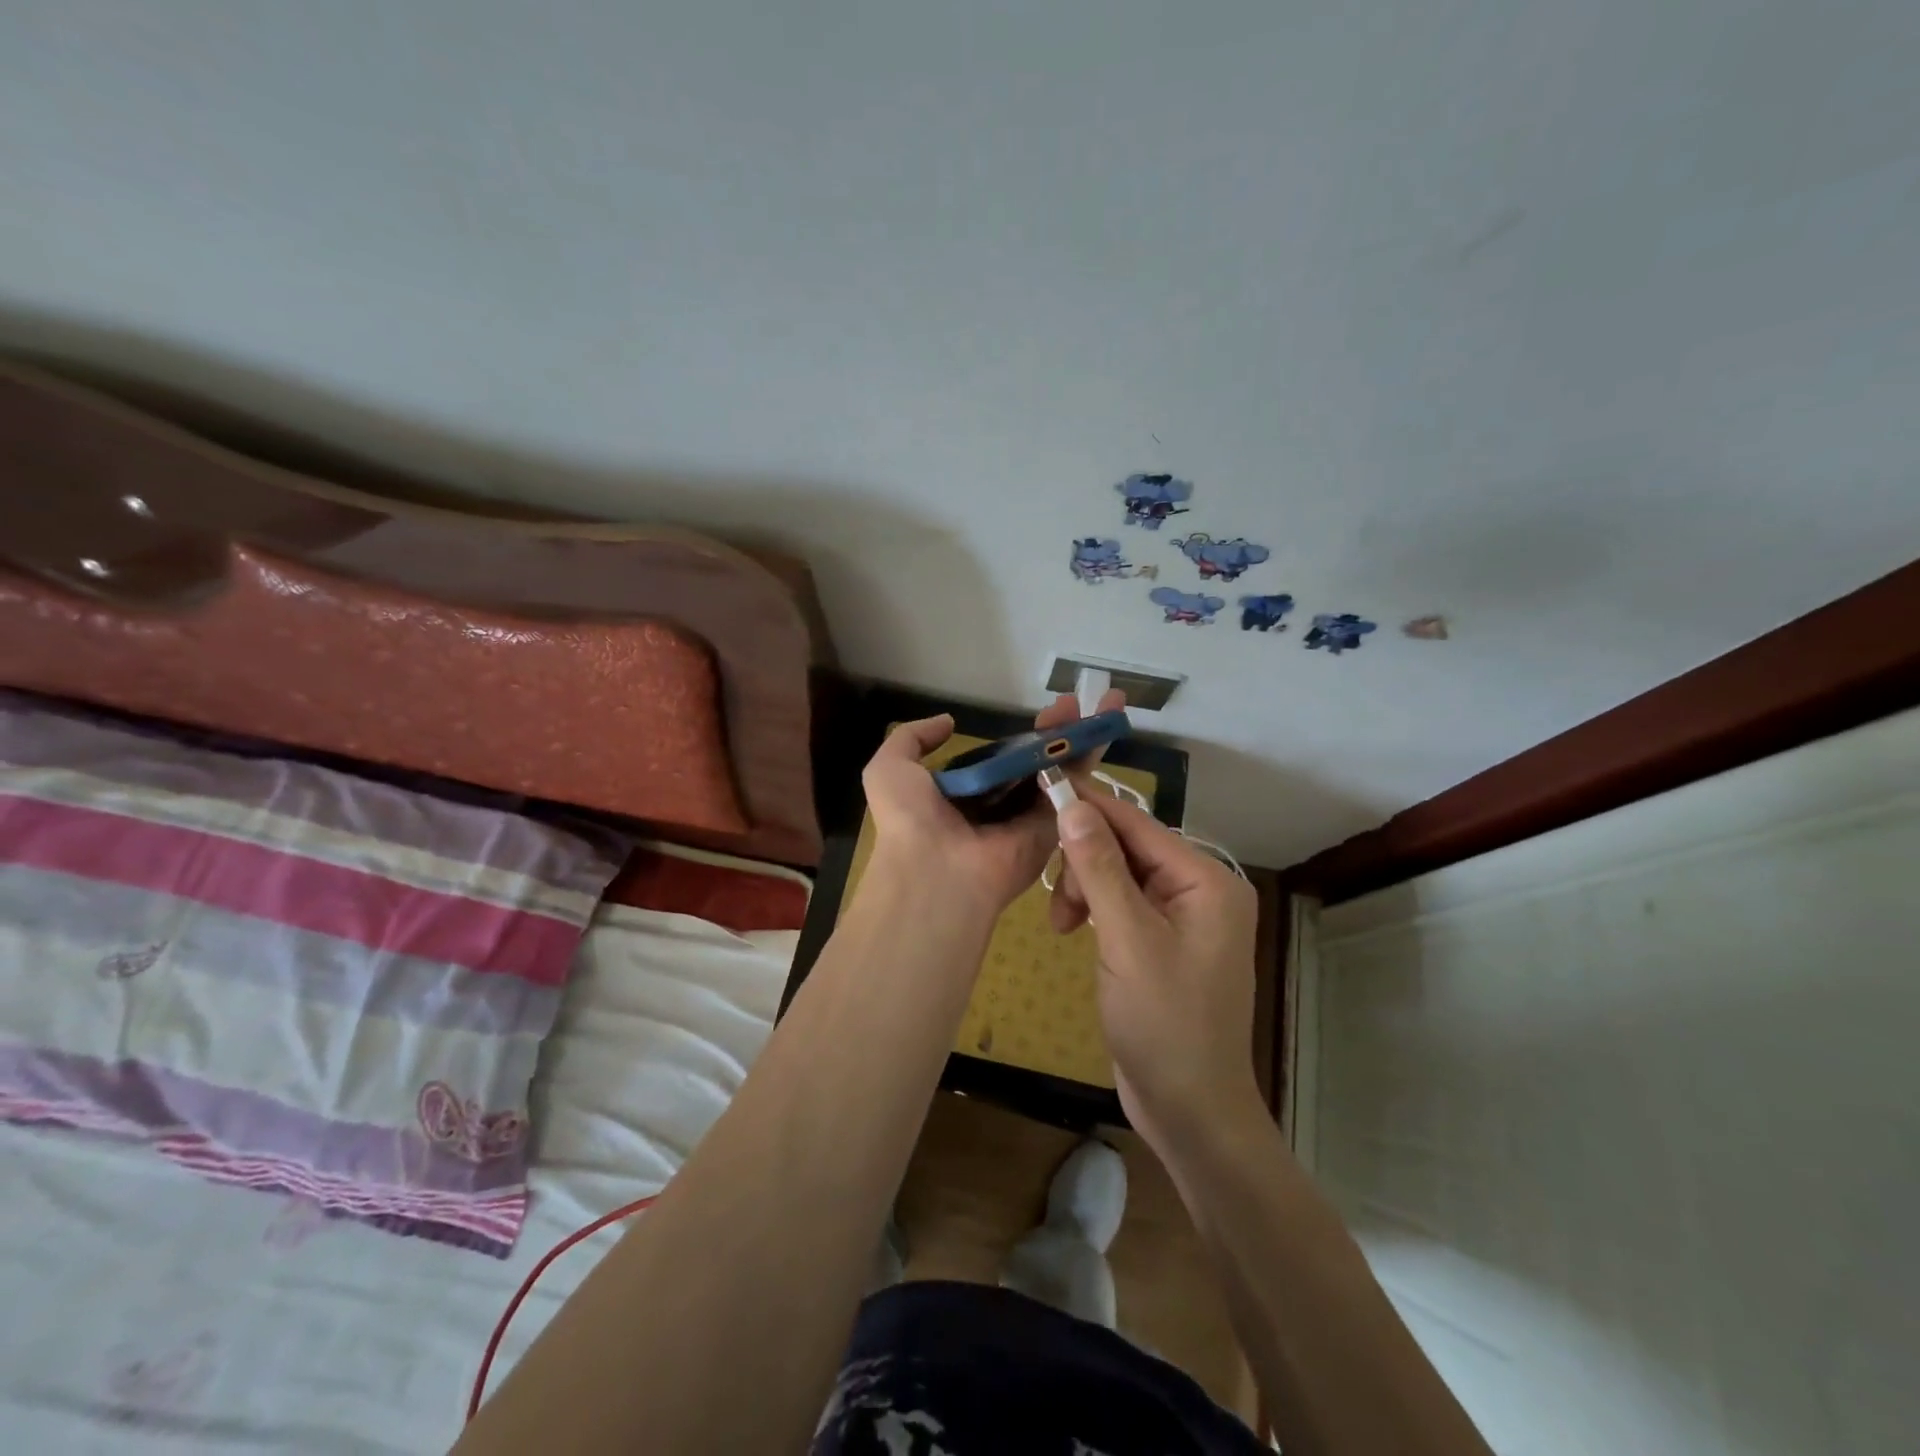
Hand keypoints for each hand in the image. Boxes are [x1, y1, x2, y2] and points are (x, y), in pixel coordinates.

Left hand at [861, 691, 1125, 919]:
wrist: (937, 871)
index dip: (1021, 734)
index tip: (1039, 710)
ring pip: (1060, 770)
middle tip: (1076, 701)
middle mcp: (1000, 804)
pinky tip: (1104, 727)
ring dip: (1081, 737)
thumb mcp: (890, 769)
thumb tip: (948, 722)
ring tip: (1105, 703)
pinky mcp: (1053, 828)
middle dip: (1058, 729)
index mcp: (965, 793)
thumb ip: (912, 738)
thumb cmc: (910, 819)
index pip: (1001, 757)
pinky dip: (1090, 760)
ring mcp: (1029, 817)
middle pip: (1036, 760)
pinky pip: (1074, 792)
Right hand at [1050, 793, 1262, 1145]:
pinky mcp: (1162, 940)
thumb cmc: (1165, 1024)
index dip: (1088, 805)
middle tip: (1057, 903)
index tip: (1040, 785)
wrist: (1190, 1109)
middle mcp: (1200, 888)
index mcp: (1206, 880)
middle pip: (1126, 847)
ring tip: (1063, 927)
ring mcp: (1182, 916)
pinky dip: (1094, 911)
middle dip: (1084, 864)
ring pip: (1117, 874)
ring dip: (1084, 890)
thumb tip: (1072, 806)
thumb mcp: (1127, 941)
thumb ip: (1100, 869)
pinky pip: (1122, 903)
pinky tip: (1075, 932)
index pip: (1137, 823)